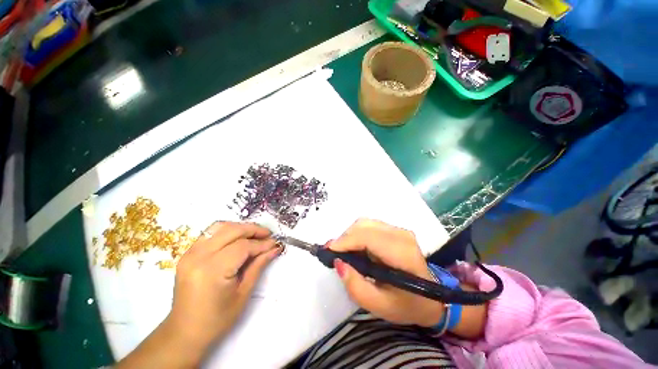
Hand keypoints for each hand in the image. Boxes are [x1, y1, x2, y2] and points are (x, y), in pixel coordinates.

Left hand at [168, 221, 281, 346]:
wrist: (185, 332)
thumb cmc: (217, 319)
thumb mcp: (243, 293)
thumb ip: (259, 265)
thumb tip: (275, 248)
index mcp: (212, 271)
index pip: (242, 246)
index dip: (261, 243)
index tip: (275, 243)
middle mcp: (198, 257)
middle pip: (231, 231)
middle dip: (253, 230)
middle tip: (267, 235)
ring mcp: (189, 254)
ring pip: (220, 227)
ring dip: (240, 227)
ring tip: (254, 235)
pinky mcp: (187, 254)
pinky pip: (211, 233)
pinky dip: (227, 231)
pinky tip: (238, 238)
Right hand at [329, 219, 443, 326]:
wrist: (431, 298)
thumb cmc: (407, 305)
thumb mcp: (380, 306)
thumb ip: (356, 286)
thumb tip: (338, 262)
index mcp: (403, 254)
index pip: (368, 237)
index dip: (346, 241)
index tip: (328, 251)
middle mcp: (401, 235)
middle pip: (364, 226)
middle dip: (345, 238)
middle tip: (335, 254)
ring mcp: (399, 230)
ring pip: (365, 223)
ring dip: (350, 236)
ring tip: (344, 253)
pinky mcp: (395, 230)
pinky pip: (369, 226)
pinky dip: (357, 235)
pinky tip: (355, 249)